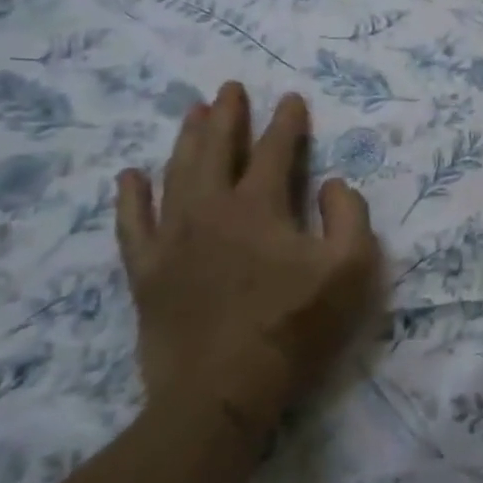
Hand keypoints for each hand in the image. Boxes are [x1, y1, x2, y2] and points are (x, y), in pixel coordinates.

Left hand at [116, 82, 382, 442]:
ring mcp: (172, 240)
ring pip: (175, 174)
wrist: (221, 395)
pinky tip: (131, 175)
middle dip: (227, 115)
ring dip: (186, 139)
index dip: (286, 122)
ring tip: (193, 111)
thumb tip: (332, 184)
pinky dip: (132, 196)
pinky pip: (133, 224)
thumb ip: (349, 215)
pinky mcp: (147, 272)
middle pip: (216, 149)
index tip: (292, 99)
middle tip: (230, 88)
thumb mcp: (351, 269)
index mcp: (259, 206)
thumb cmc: (295, 328)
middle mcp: (210, 210)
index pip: (275, 150)